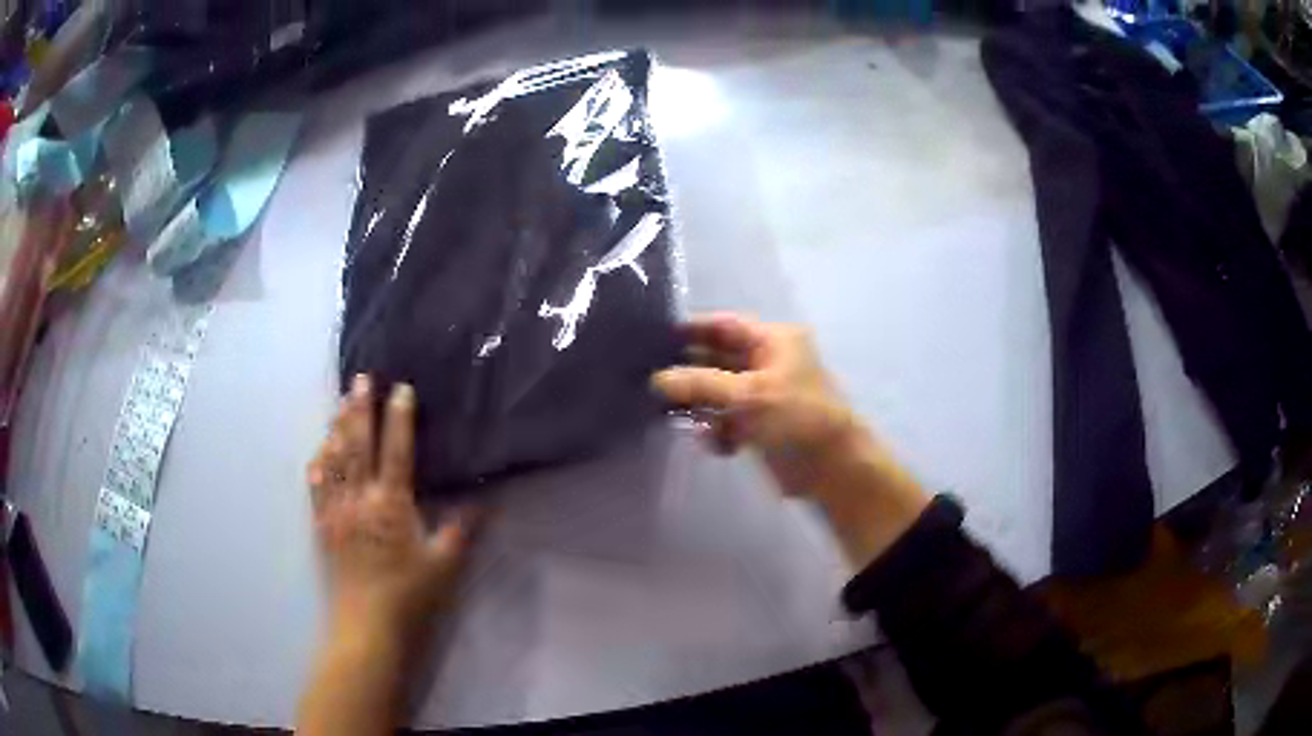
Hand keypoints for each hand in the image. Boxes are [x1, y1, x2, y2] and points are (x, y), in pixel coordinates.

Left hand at [307, 375, 479, 650]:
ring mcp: (337, 510)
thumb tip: (485, 500)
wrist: (366, 624)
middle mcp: (360, 498)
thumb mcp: (444, 565)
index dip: (400, 417)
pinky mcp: (323, 524)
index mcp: (392, 504)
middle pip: (359, 444)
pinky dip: (319, 463)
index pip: (396, 451)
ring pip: (335, 458)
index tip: (401, 389)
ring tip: (340, 402)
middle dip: (360, 408)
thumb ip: (461, 530)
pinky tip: (320, 450)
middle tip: (361, 378)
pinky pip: (317, 485)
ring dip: (338, 427)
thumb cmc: (409, 594)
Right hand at [652, 313, 863, 493]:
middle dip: (688, 370)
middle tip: (647, 379)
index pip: (725, 325)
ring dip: (699, 404)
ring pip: (719, 392)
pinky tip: (711, 444)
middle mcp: (768, 362)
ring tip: (668, 414)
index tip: (654, 338)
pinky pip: (727, 420)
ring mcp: (764, 395)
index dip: (691, 329)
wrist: (834, 470)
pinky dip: (716, 430)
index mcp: (774, 341)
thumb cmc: (797, 419)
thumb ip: (700, 384)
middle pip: (718, 358)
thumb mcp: (748, 395)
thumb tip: (656, 379)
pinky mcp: (760, 425)